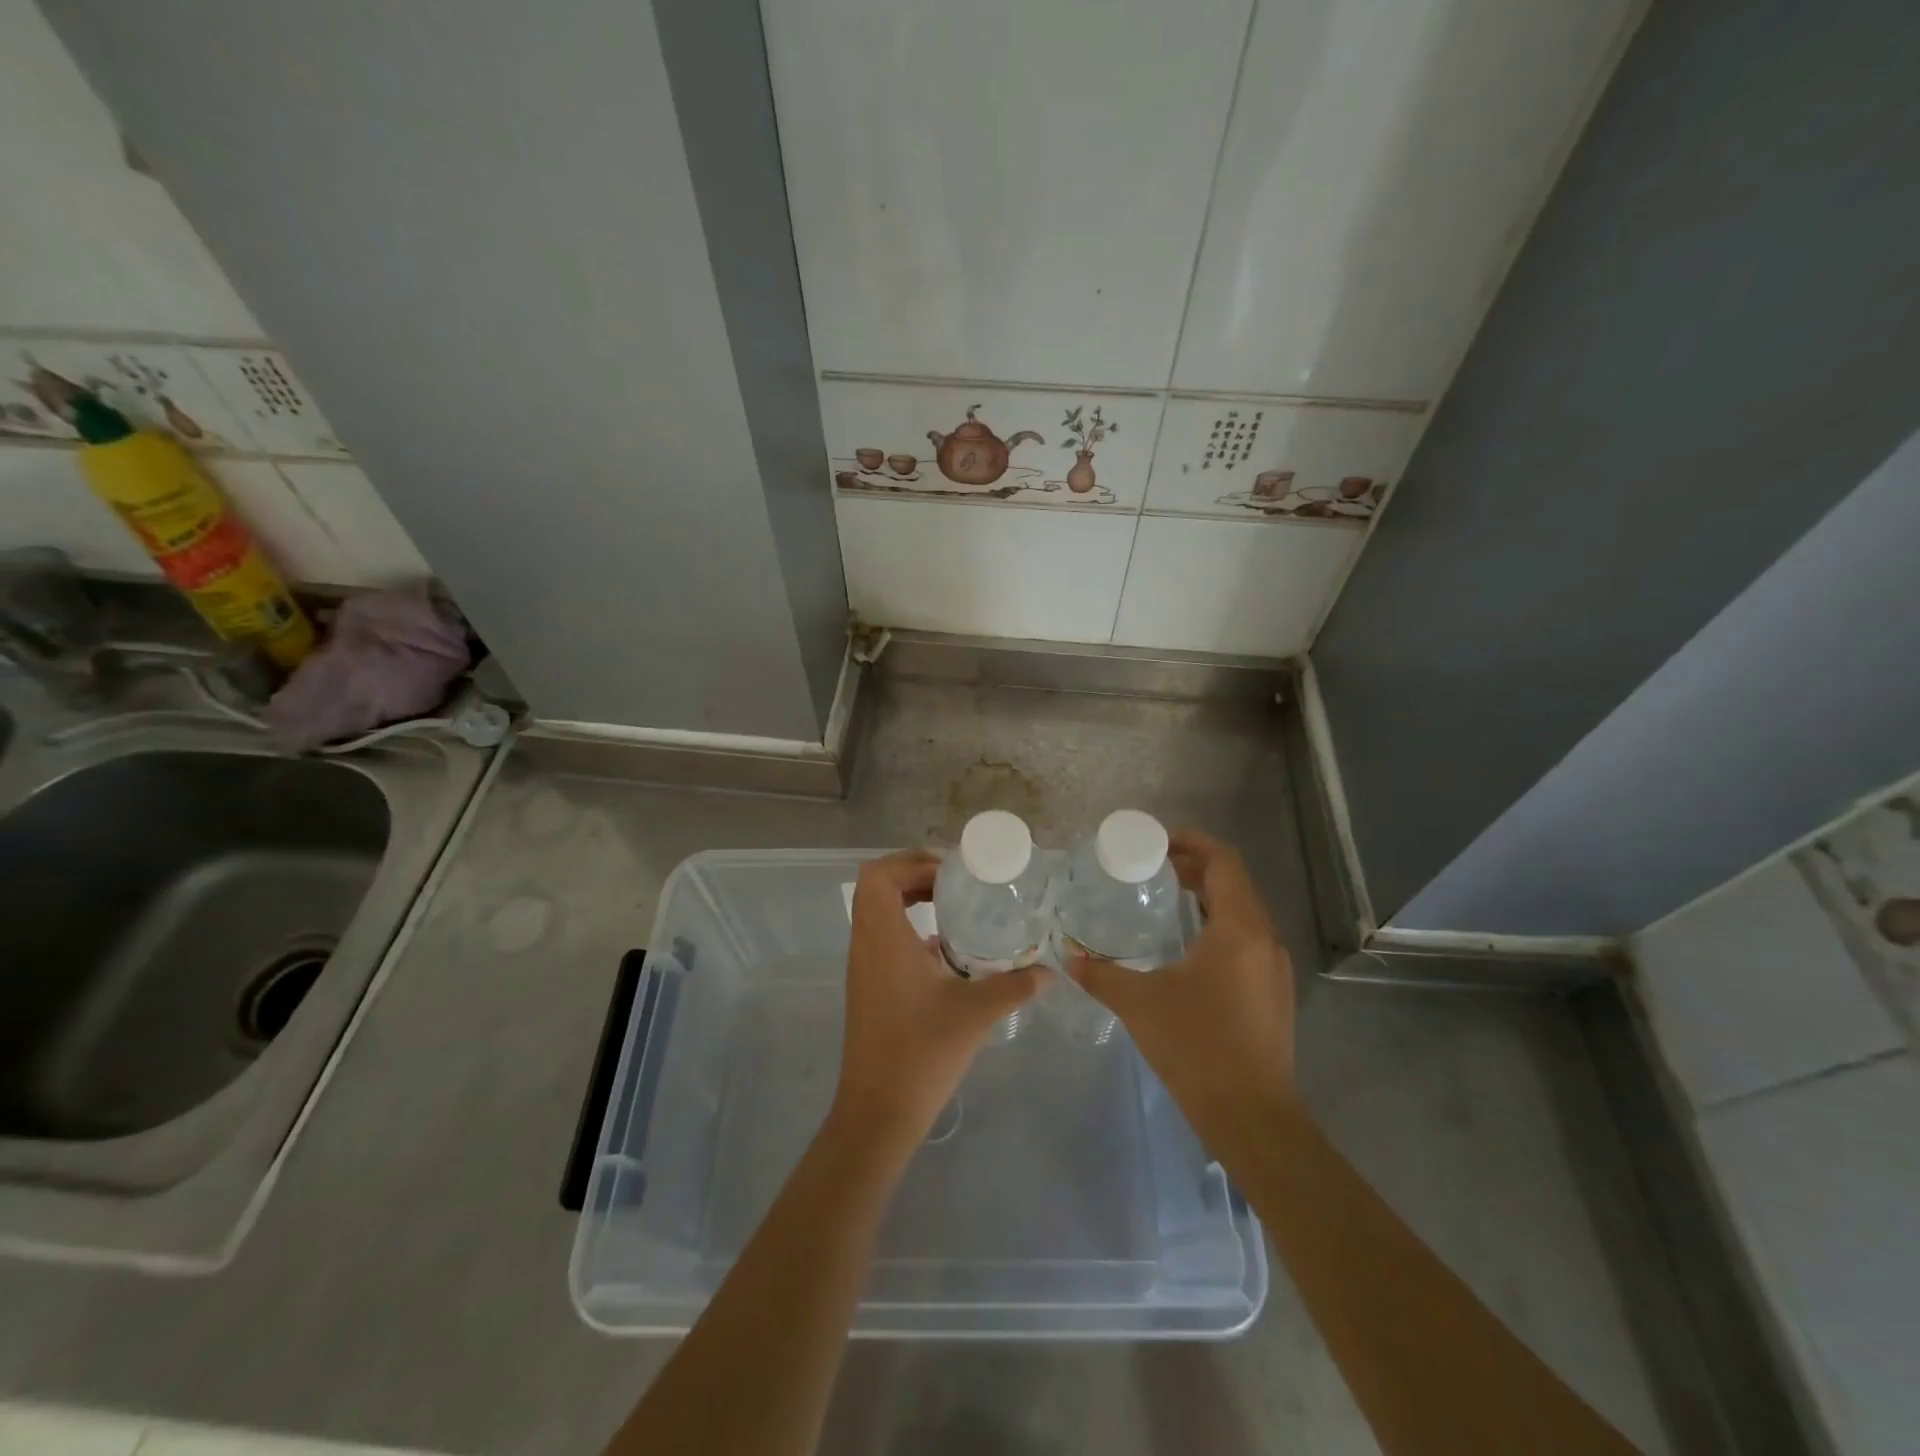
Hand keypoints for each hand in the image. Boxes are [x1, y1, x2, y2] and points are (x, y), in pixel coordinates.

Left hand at [832, 850, 1045, 1150]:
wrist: (878, 1111)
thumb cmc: (922, 1053)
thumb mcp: (976, 1013)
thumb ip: (1014, 986)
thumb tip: (1048, 972)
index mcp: (883, 939)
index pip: (879, 875)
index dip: (911, 862)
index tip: (950, 873)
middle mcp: (865, 945)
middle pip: (875, 887)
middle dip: (911, 874)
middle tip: (953, 882)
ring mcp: (862, 967)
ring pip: (875, 912)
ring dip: (907, 899)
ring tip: (950, 905)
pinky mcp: (867, 987)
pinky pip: (880, 937)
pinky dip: (906, 928)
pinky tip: (944, 950)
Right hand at [1068, 830, 1296, 1123]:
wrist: (1252, 1117)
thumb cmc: (1197, 1047)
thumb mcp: (1139, 1003)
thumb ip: (1100, 974)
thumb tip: (1067, 957)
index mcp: (1239, 928)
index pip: (1223, 861)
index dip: (1192, 842)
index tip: (1157, 842)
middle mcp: (1265, 938)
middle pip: (1233, 883)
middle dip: (1194, 868)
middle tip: (1152, 869)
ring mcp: (1274, 967)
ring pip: (1242, 913)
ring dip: (1207, 898)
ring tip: (1166, 901)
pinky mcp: (1274, 992)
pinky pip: (1246, 940)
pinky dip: (1217, 927)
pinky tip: (1187, 949)